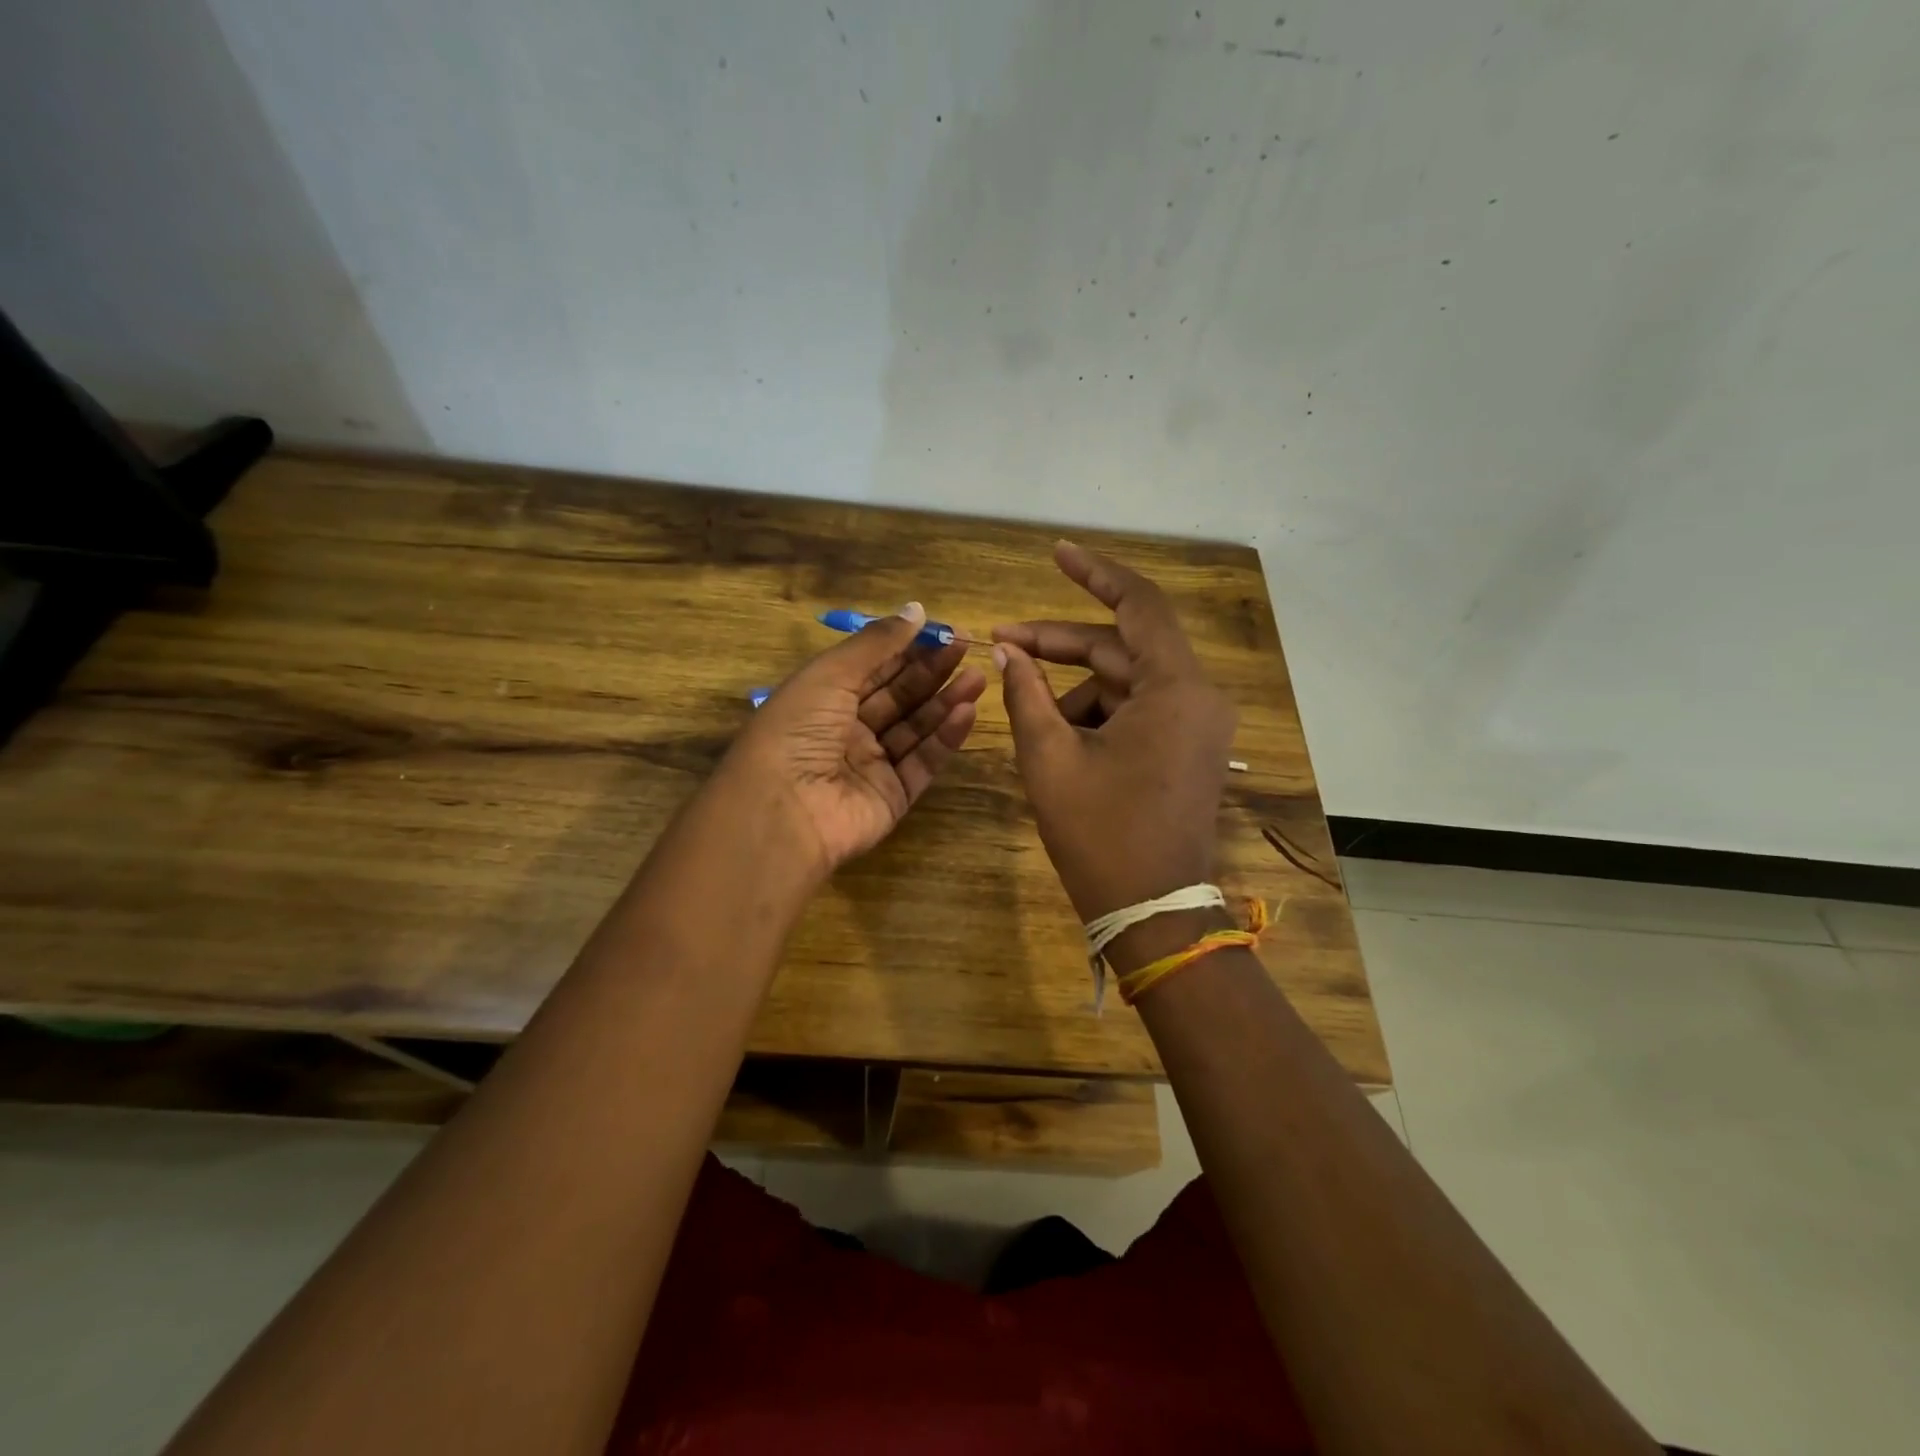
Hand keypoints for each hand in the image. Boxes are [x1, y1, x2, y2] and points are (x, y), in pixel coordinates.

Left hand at [722, 603, 985, 880]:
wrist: (784, 810)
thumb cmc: (798, 729)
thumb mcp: (830, 674)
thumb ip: (877, 643)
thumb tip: (917, 610)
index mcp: (823, 698)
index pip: (874, 667)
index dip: (908, 647)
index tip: (945, 630)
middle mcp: (847, 730)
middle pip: (898, 695)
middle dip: (932, 671)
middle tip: (968, 649)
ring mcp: (872, 765)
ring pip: (916, 728)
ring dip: (946, 701)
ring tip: (978, 677)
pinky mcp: (893, 796)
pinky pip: (923, 762)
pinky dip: (945, 737)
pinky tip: (966, 712)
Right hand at [992, 542, 1236, 923]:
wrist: (1151, 912)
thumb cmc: (1100, 835)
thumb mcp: (1050, 759)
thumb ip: (1026, 694)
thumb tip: (1007, 652)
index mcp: (1176, 689)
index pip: (1138, 604)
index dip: (1094, 572)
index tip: (1056, 553)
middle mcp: (1198, 697)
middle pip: (1123, 647)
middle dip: (1061, 644)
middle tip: (1003, 644)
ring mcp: (1197, 725)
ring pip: (1126, 682)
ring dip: (1074, 689)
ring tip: (1029, 718)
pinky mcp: (1188, 749)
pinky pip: (1138, 711)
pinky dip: (1096, 715)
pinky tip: (1060, 741)